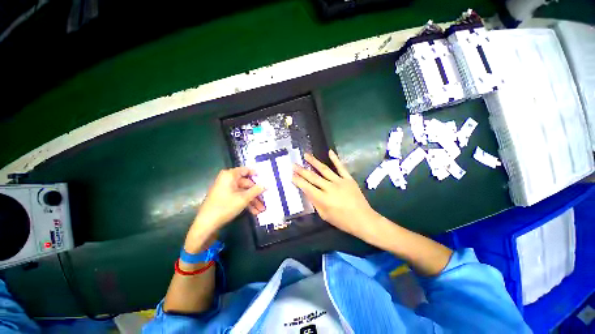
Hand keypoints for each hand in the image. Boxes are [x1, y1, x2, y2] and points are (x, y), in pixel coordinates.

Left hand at [185, 167, 264, 252]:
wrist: (207, 223)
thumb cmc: (226, 206)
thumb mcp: (244, 198)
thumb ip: (256, 190)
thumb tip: (266, 185)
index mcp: (230, 175)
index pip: (245, 170)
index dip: (255, 173)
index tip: (265, 178)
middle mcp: (228, 180)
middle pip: (246, 183)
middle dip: (256, 193)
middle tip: (265, 199)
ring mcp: (226, 189)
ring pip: (243, 192)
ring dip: (252, 200)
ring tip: (261, 209)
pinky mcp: (225, 197)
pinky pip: (238, 197)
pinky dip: (246, 203)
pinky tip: (254, 211)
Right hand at [292, 150, 380, 239]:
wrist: (363, 219)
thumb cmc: (342, 221)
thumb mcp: (325, 215)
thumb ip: (315, 203)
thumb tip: (308, 192)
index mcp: (323, 199)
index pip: (307, 187)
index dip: (298, 181)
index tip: (291, 175)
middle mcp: (329, 188)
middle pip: (313, 177)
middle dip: (302, 170)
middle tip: (293, 164)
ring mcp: (339, 181)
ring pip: (324, 169)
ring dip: (314, 162)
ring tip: (306, 155)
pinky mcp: (348, 179)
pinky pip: (341, 167)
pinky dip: (335, 159)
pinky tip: (330, 151)